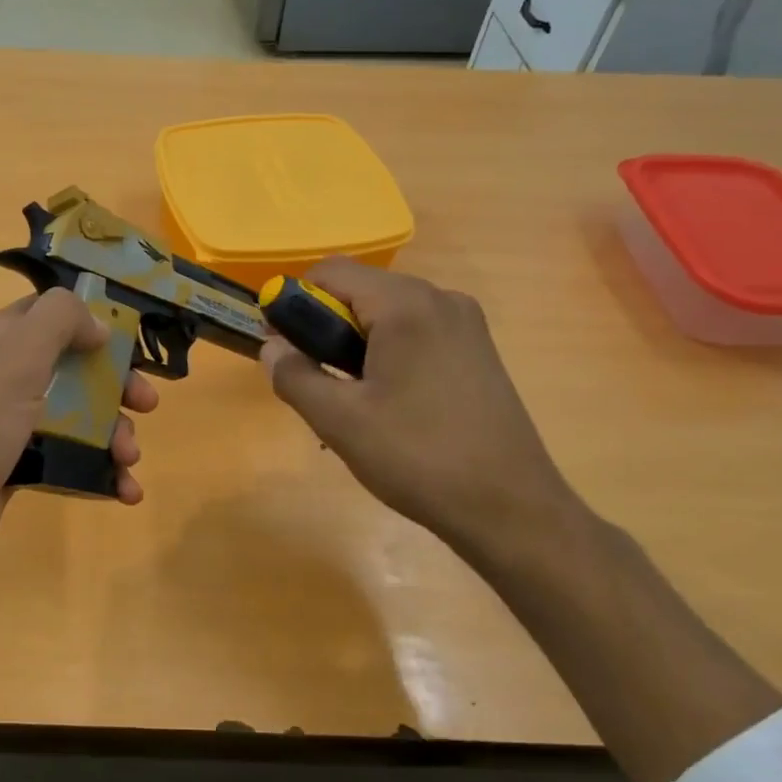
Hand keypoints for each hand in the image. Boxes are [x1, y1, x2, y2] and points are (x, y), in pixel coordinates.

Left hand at [0, 289, 157, 601]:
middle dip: (117, 386)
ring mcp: (13, 425)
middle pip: (77, 369)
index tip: (133, 344)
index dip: (96, 323)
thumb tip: (98, 325)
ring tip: (129, 461)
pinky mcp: (19, 468)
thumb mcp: (17, 358)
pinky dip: (100, 473)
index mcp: (3, 341)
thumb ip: (59, 321)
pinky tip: (125, 492)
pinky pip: (70, 460)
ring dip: (115, 435)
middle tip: (147, 405)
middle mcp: (7, 377)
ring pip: (79, 418)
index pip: (55, 314)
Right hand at [260, 259, 581, 568]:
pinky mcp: (478, 352)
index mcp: (406, 305)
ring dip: (355, 346)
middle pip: (360, 291)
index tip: (284, 350)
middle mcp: (441, 299)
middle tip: (317, 385)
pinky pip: (416, 335)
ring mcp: (466, 325)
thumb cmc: (417, 458)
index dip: (294, 303)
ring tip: (353, 404)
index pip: (330, 272)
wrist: (510, 509)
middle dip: (325, 329)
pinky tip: (389, 406)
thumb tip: (271, 347)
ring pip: (388, 316)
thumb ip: (294, 375)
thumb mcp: (339, 420)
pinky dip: (387, 356)